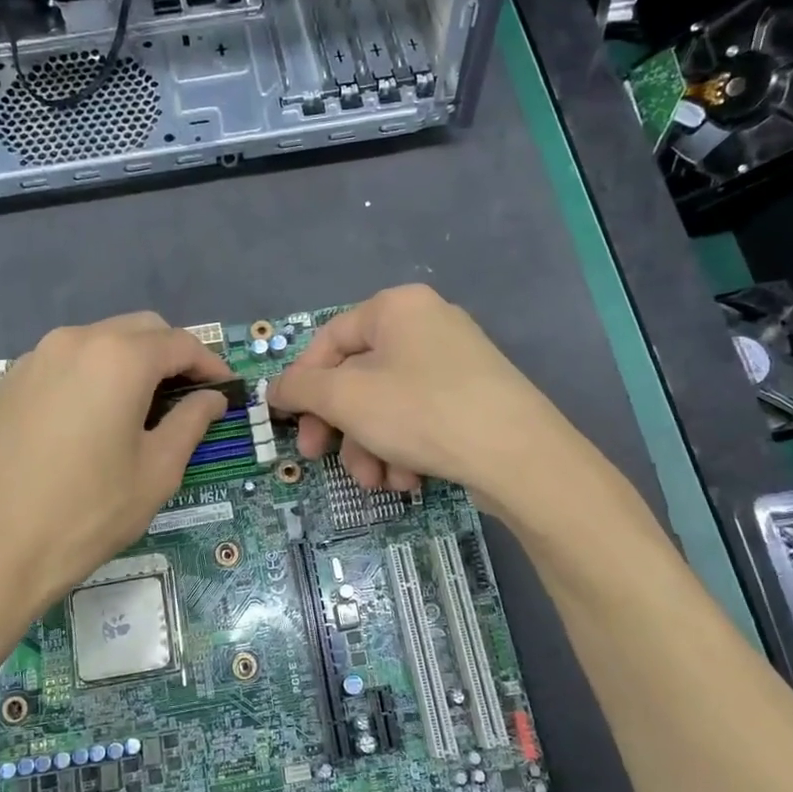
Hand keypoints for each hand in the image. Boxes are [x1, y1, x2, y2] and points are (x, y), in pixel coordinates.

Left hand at [0, 313, 230, 626]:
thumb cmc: (84, 514)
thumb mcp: (155, 473)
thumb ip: (190, 424)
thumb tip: (211, 398)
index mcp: (119, 358)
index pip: (180, 344)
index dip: (210, 364)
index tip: (226, 391)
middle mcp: (75, 341)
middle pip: (140, 330)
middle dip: (171, 355)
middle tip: (188, 398)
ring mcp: (35, 358)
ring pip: (99, 342)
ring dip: (131, 362)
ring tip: (143, 409)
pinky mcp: (8, 383)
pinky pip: (66, 362)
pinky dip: (94, 375)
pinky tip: (94, 418)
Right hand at [268, 285, 573, 511]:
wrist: (518, 455)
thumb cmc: (421, 412)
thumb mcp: (346, 398)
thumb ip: (302, 388)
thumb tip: (274, 389)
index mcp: (396, 308)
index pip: (329, 340)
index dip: (303, 383)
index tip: (291, 424)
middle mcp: (427, 324)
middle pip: (359, 377)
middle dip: (341, 428)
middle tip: (322, 460)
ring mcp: (455, 362)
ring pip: (388, 405)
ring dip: (372, 448)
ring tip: (379, 484)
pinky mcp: (474, 398)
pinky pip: (421, 418)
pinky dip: (406, 450)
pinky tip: (410, 482)